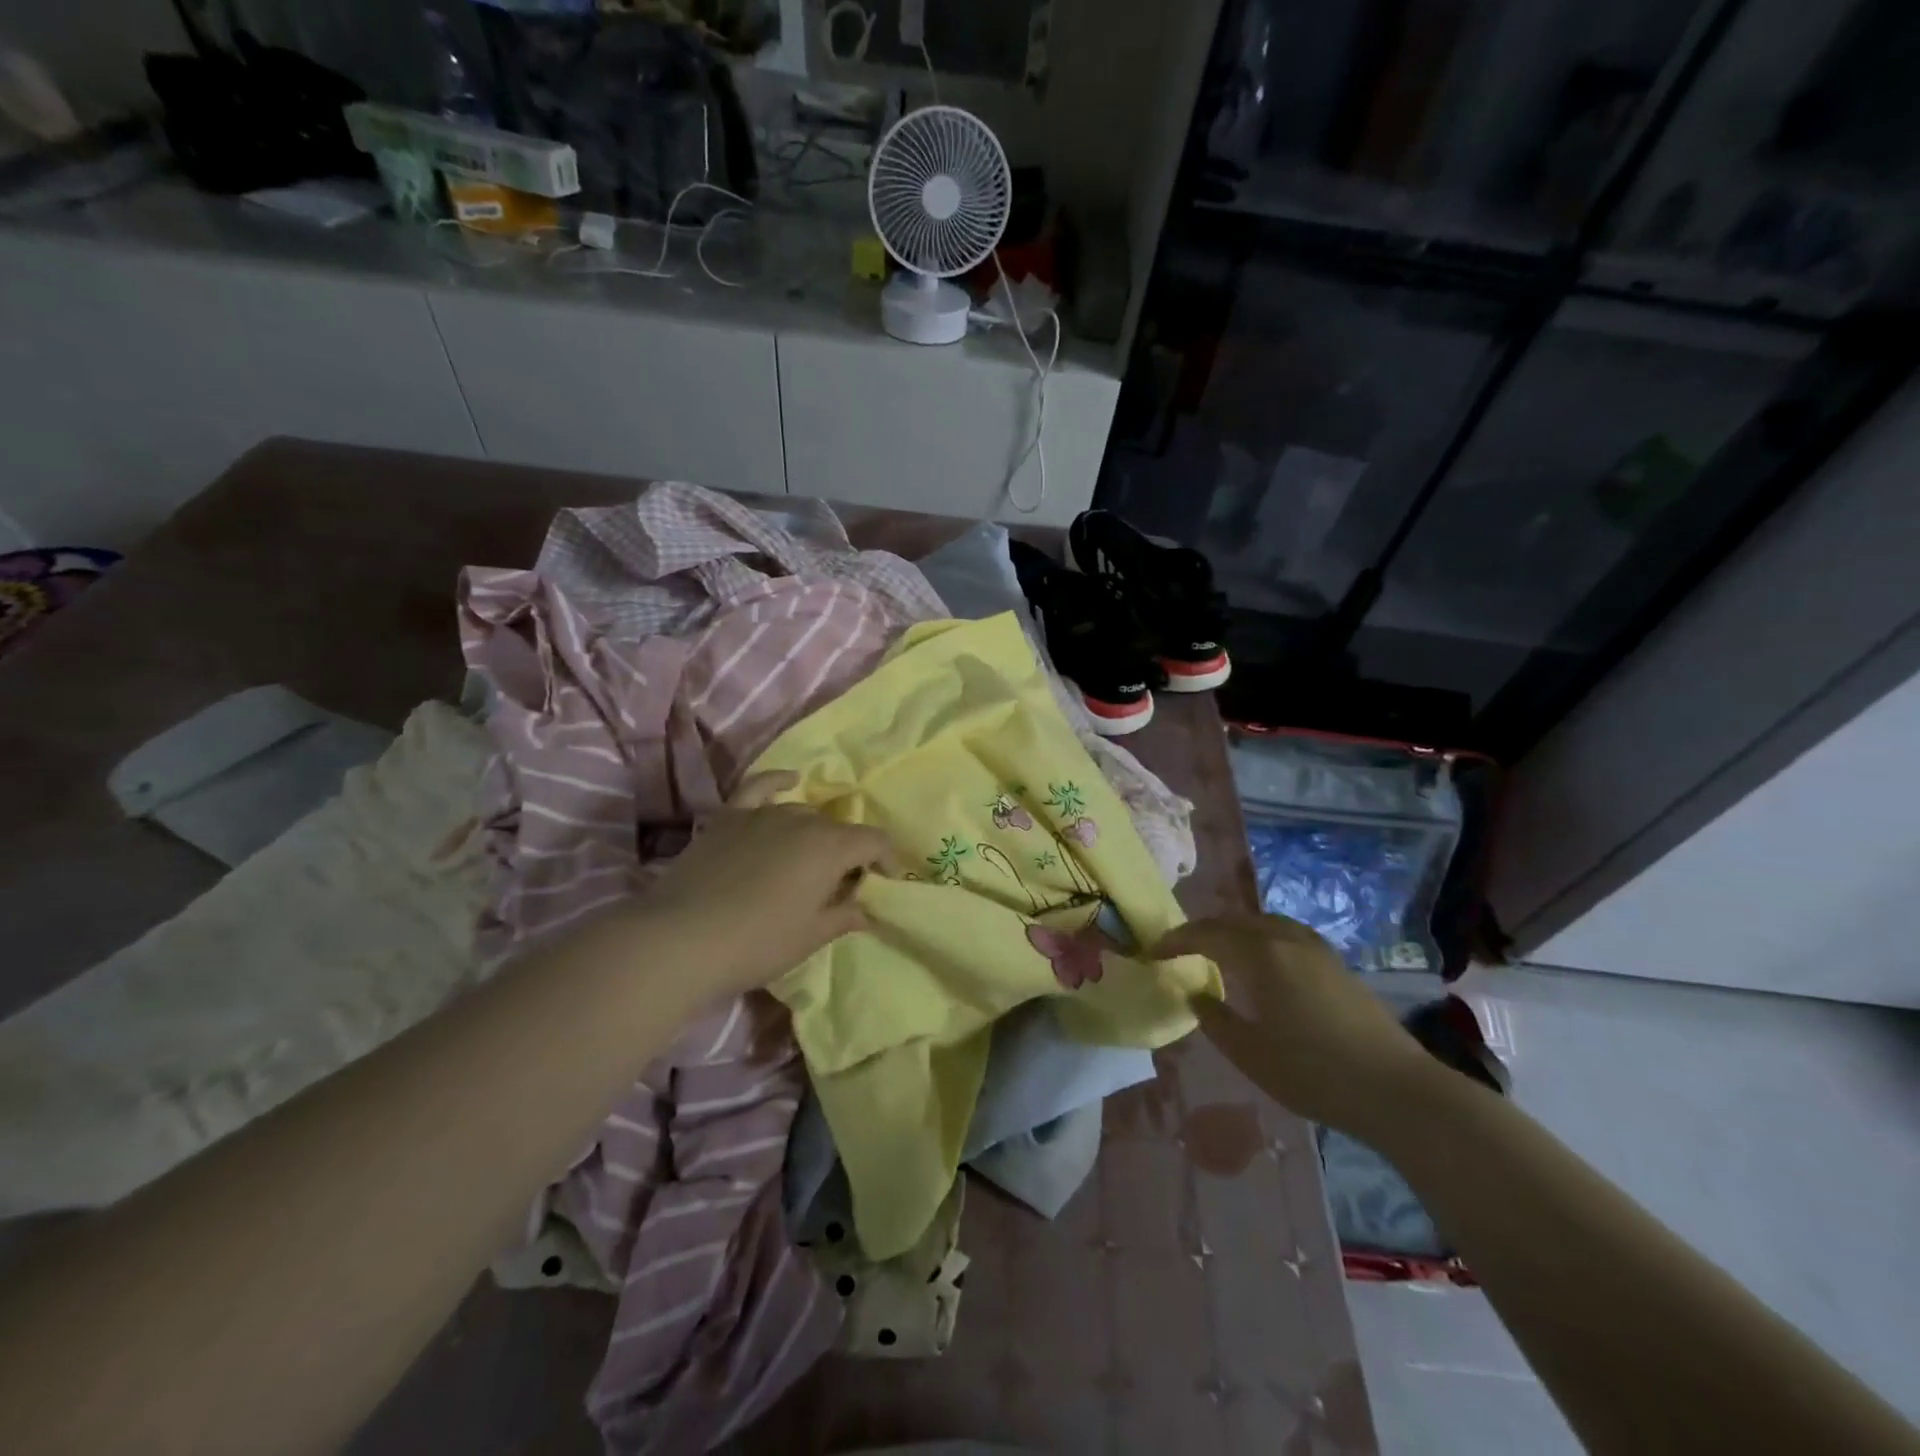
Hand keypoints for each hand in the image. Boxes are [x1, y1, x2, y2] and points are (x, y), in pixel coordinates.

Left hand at [631, 773, 900, 998]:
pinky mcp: (728, 817)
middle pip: (838, 829)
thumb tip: (866, 909)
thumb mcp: (811, 936)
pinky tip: (790, 780)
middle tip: (842, 888)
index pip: (874, 841)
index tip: (887, 883)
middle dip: (850, 854)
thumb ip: (845, 916)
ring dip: (816, 834)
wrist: (680, 939)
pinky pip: (759, 787)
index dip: (888, 860)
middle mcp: (802, 820)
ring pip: (803, 813)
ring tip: (810, 862)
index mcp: (830, 847)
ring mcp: (762, 814)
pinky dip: (777, 781)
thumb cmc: (758, 942)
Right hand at [1152, 914, 1434, 1138]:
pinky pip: (1286, 932)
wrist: (1397, 1091)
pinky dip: (1261, 935)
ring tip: (1218, 949)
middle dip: (1202, 930)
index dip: (1176, 940)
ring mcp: (1316, 949)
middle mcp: (1286, 940)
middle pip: (1234, 921)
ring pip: (1263, 922)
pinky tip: (1263, 960)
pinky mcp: (1336, 963)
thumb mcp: (1250, 1054)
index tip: (1153, 952)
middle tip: (1180, 948)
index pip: (1206, 935)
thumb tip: (1195, 993)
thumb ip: (1214, 1019)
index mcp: (1260, 956)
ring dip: (1233, 929)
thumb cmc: (1314, 1074)